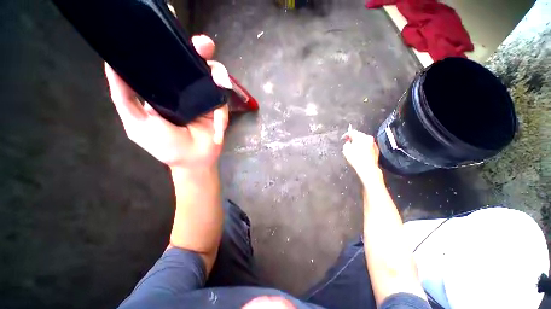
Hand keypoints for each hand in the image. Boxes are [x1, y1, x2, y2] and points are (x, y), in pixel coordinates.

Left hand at [105, 35, 230, 170]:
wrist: (194, 160)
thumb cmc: (166, 146)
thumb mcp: (137, 122)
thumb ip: (124, 96)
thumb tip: (112, 64)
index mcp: (164, 88)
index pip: (166, 60)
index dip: (168, 41)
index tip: (168, 23)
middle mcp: (186, 88)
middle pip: (194, 62)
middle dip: (200, 49)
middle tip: (203, 45)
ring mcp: (205, 97)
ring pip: (213, 75)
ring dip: (218, 72)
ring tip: (219, 79)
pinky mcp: (219, 107)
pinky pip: (223, 98)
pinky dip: (222, 107)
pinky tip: (220, 116)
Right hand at [342, 128, 381, 182]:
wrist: (367, 168)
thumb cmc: (356, 158)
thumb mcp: (346, 149)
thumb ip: (346, 143)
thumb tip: (348, 142)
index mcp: (361, 136)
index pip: (352, 132)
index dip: (346, 134)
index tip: (344, 138)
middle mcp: (369, 138)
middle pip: (359, 136)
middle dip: (353, 139)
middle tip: (348, 144)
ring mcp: (373, 144)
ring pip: (364, 141)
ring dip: (359, 144)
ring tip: (354, 150)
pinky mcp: (376, 150)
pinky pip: (368, 147)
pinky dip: (364, 148)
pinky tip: (360, 154)